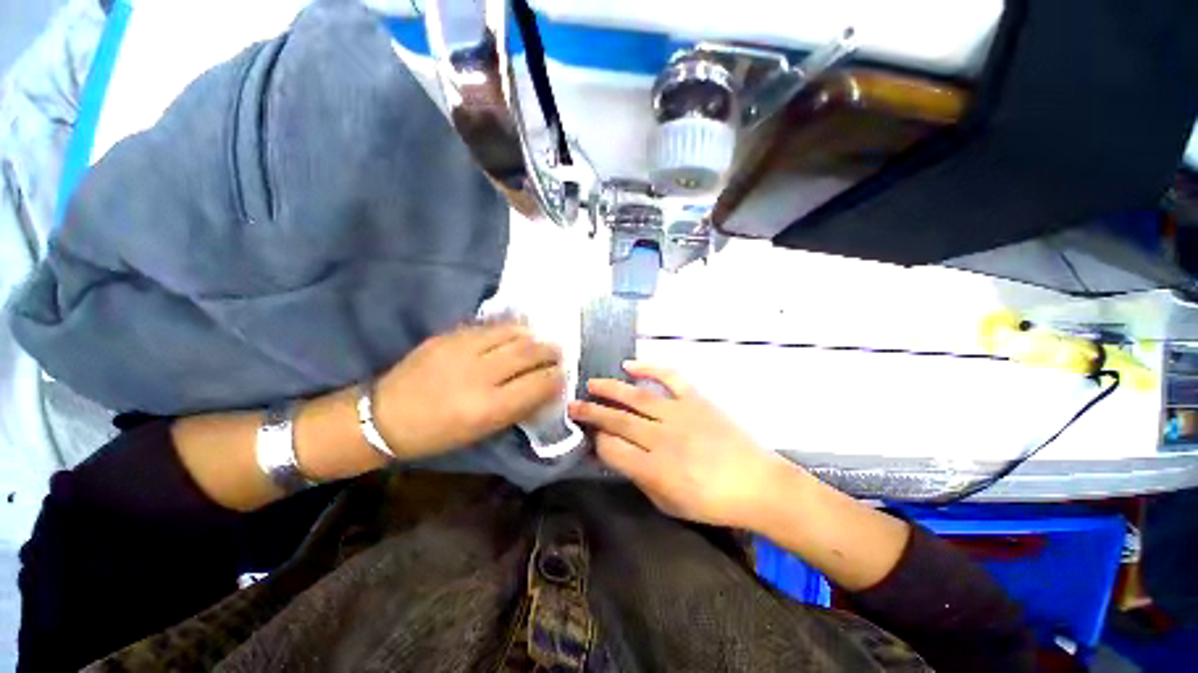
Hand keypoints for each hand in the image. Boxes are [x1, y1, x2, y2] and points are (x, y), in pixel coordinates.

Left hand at [375, 322, 563, 459]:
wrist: (383, 416)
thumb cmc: (436, 435)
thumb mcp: (481, 431)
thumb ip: (516, 407)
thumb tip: (543, 387)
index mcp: (488, 407)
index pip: (539, 384)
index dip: (556, 378)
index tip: (562, 375)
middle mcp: (479, 374)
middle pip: (530, 352)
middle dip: (551, 351)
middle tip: (557, 353)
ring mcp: (462, 349)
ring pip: (513, 333)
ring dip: (532, 336)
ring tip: (538, 341)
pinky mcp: (449, 336)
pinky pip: (490, 326)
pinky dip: (509, 329)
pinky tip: (515, 333)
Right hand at [568, 361, 799, 529]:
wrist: (756, 484)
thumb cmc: (711, 502)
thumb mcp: (668, 503)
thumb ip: (638, 477)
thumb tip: (617, 455)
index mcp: (653, 469)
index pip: (611, 448)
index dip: (596, 441)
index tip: (591, 436)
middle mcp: (661, 438)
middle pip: (616, 420)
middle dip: (590, 412)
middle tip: (572, 405)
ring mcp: (679, 414)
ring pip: (636, 397)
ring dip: (610, 389)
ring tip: (591, 384)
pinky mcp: (696, 400)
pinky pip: (670, 378)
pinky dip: (649, 368)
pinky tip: (630, 365)